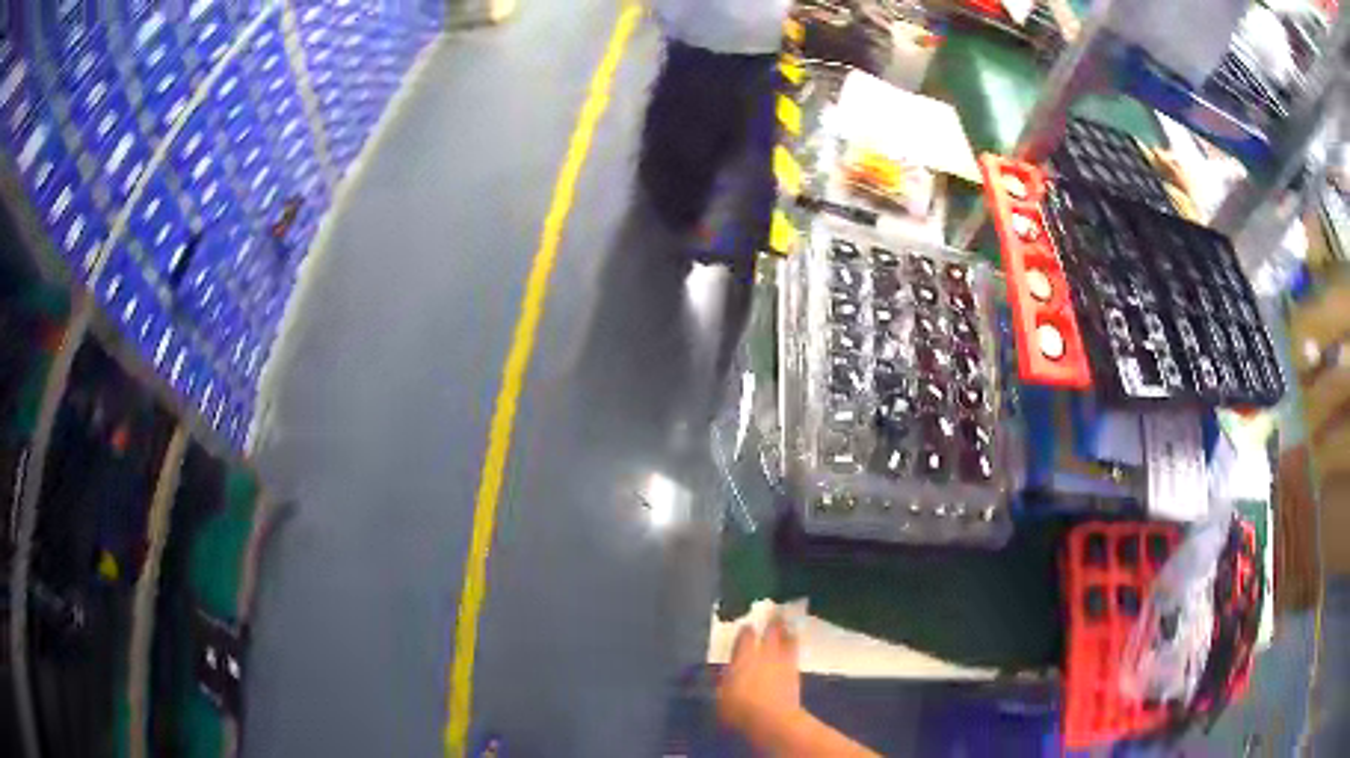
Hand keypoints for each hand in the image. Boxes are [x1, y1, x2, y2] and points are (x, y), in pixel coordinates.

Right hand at [717, 612, 802, 741]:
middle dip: (772, 623)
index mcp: (743, 658)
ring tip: (789, 624)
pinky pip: (794, 654)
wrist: (773, 719)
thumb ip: (723, 682)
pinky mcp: (795, 674)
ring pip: (787, 641)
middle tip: (776, 612)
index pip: (745, 638)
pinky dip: (794, 646)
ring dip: (787, 632)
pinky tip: (794, 646)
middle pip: (770, 634)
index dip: (746, 631)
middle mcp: (764, 655)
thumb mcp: (721, 697)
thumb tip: (722, 673)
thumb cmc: (739, 710)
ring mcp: (782, 663)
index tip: (747, 625)